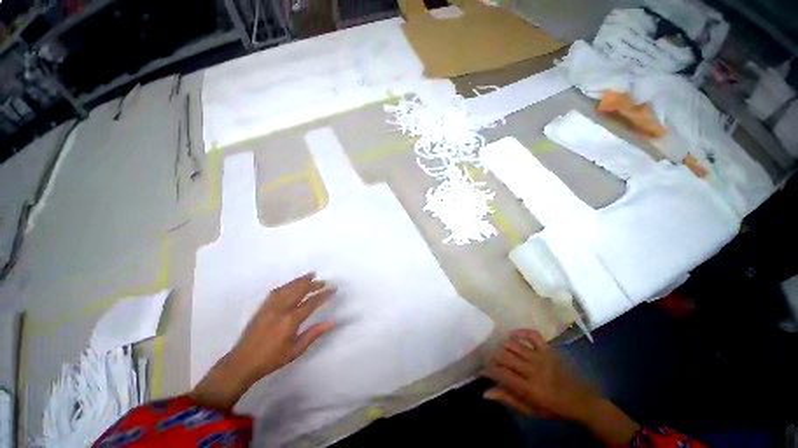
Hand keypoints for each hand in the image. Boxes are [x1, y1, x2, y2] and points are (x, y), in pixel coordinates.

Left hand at [190, 273, 335, 408]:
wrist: (242, 363)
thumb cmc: (271, 359)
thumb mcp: (296, 350)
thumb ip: (314, 334)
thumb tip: (332, 323)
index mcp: (291, 320)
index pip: (312, 302)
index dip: (324, 295)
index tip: (333, 290)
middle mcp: (281, 309)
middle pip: (300, 290)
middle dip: (313, 284)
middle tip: (324, 282)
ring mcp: (270, 306)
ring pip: (288, 287)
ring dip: (301, 280)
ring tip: (311, 275)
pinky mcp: (262, 307)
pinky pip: (277, 291)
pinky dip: (287, 285)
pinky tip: (291, 284)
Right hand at [483, 329, 600, 420]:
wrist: (583, 401)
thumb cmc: (555, 409)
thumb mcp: (531, 410)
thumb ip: (508, 399)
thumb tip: (485, 392)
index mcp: (530, 389)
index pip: (502, 374)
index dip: (489, 370)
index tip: (483, 370)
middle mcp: (534, 370)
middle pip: (505, 357)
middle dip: (493, 357)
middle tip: (490, 360)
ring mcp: (542, 357)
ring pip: (514, 345)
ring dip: (503, 347)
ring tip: (500, 352)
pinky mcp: (549, 349)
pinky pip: (531, 334)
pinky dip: (520, 332)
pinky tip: (512, 335)